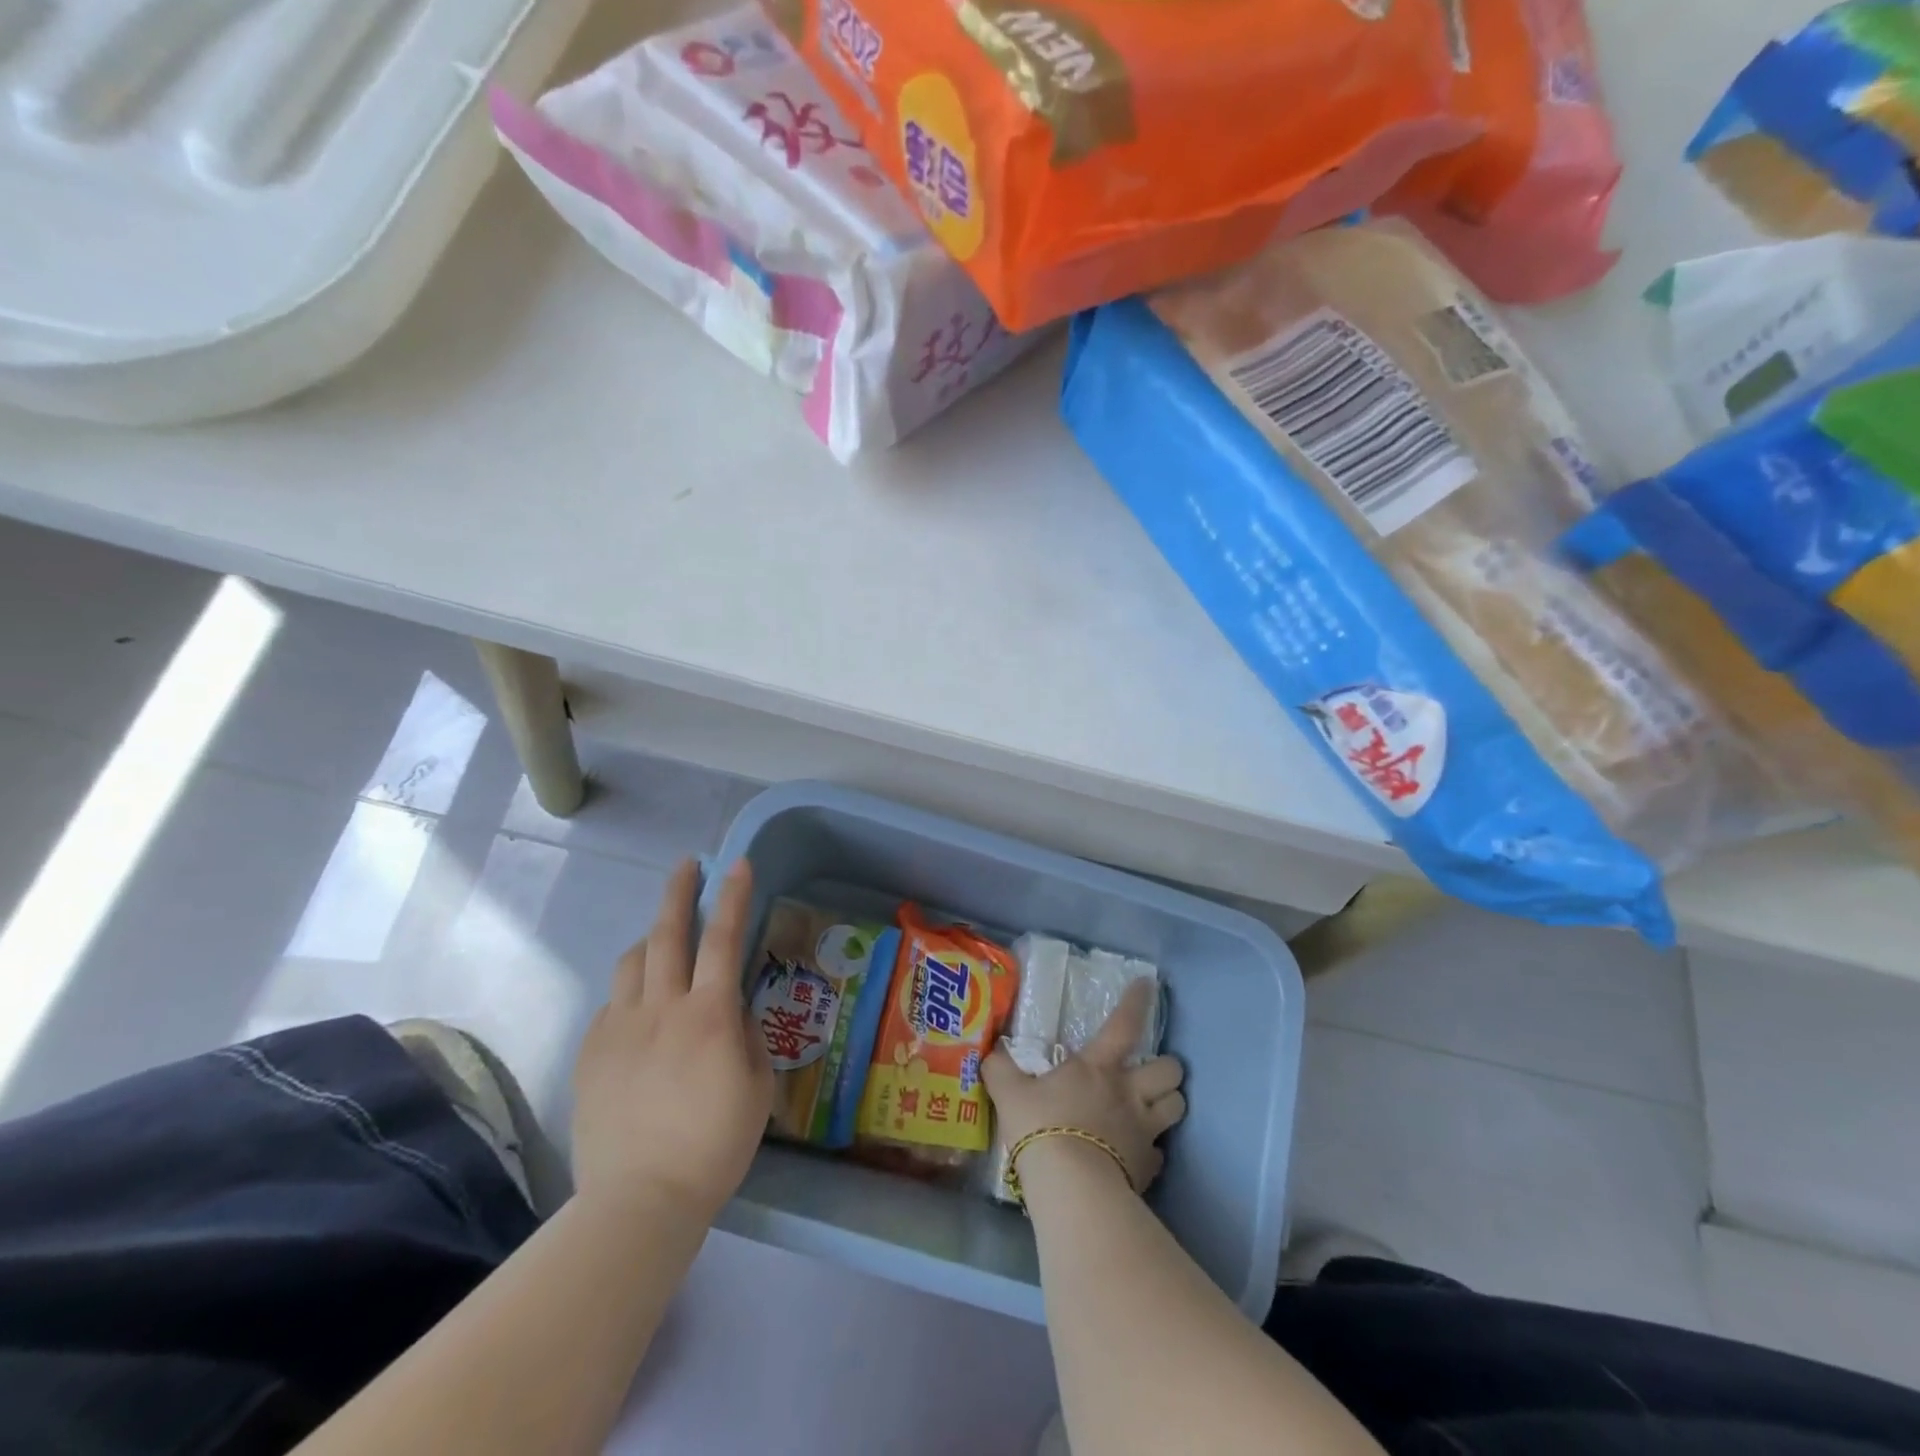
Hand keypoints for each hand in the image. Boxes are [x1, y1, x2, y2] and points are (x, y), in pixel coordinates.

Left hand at [572, 859, 773, 1224]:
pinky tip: (641, 1013)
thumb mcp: (757, 1087)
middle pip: (667, 934)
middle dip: (679, 892)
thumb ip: (747, 1036)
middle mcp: (662, 1009)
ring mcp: (620, 1028)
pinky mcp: (592, 1052)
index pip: (724, 939)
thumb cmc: (715, 1146)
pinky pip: (613, 1004)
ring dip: (651, 939)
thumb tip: (732, 1009)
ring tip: (664, 939)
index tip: (737, 864)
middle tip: (688, 865)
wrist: (639, 1201)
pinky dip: (631, 993)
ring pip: (632, 962)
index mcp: (710, 1016)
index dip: (732, 897)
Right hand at [982, 979, 1185, 1193]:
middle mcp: (1129, 1092)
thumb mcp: (1009, 1092)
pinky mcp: (1149, 1167)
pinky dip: (1153, 1149)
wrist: (1070, 1189)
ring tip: (1154, 1105)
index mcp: (1098, 1067)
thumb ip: (1000, 1068)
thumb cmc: (1041, 1127)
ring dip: (1169, 1102)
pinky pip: (1161, 1152)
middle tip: (1150, 1071)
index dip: (1137, 1002)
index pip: (1124, 1024)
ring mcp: (1144, 1130)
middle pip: (1170, 1070)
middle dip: (1167, 1066)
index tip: (1147, 984)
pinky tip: (1137, 1152)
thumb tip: (991, 1052)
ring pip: (1178, 1106)